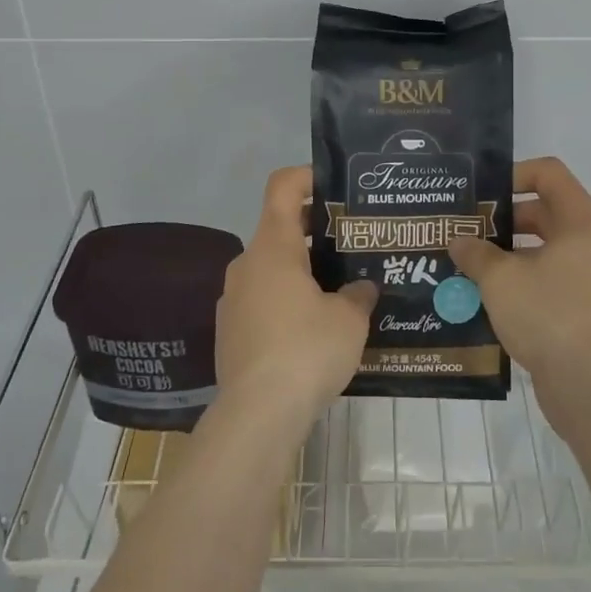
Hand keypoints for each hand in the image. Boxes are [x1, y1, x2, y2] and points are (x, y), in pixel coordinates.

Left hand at [216, 166, 376, 426]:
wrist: (256, 415)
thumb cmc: (306, 351)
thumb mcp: (349, 320)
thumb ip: (358, 294)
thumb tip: (361, 289)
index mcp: (273, 247)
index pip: (282, 187)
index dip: (306, 176)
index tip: (334, 186)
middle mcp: (247, 264)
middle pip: (279, 228)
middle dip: (315, 231)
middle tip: (351, 245)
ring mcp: (233, 299)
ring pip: (271, 268)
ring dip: (301, 271)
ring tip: (338, 291)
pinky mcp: (229, 332)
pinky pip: (262, 300)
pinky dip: (285, 302)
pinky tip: (312, 332)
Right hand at [448, 157, 590, 394]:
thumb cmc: (548, 315)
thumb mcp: (500, 278)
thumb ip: (475, 253)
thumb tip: (459, 241)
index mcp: (580, 219)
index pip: (548, 172)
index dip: (513, 174)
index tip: (482, 194)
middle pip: (544, 209)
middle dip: (503, 218)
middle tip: (466, 229)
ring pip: (545, 246)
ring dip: (509, 251)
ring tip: (470, 262)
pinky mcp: (588, 304)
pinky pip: (551, 276)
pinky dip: (523, 277)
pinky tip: (488, 294)